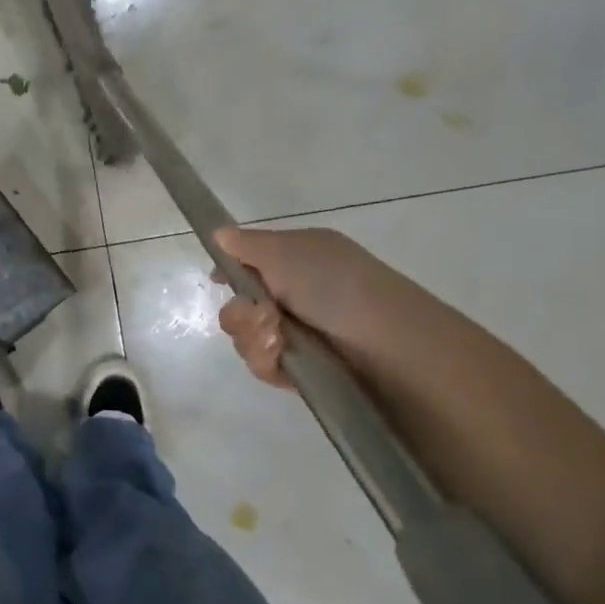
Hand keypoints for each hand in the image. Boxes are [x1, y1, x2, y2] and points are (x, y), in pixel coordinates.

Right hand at [212, 226, 388, 388]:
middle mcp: (297, 295)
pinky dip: (266, 359)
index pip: (251, 264)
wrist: (386, 345)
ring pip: (247, 336)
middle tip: (260, 315)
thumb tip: (219, 234)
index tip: (217, 279)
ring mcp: (299, 334)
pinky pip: (263, 364)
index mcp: (298, 260)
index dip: (231, 272)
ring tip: (277, 339)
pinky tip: (281, 356)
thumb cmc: (335, 285)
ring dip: (252, 336)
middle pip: (241, 304)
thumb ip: (247, 245)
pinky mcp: (301, 370)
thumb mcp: (286, 251)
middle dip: (240, 312)